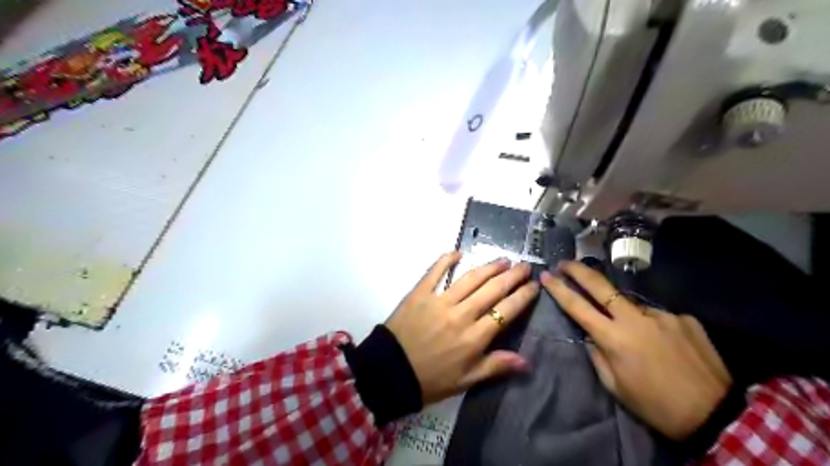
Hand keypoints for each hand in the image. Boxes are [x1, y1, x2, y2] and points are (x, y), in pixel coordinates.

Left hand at [387, 251, 541, 402]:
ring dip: (489, 267)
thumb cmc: (430, 379)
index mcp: (474, 337)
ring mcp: (440, 301)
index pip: (506, 311)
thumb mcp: (465, 381)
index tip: (534, 286)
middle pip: (492, 290)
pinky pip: (435, 272)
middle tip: (524, 266)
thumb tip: (526, 361)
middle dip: (512, 276)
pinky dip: (447, 260)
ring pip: (470, 279)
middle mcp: (461, 314)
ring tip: (503, 260)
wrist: (389, 372)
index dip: (523, 296)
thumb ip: (495, 366)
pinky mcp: (420, 293)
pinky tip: (458, 252)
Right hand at [545, 261, 731, 440]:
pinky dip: (653, 326)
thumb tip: (590, 335)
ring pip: (631, 304)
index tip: (546, 275)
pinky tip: (664, 345)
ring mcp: (662, 315)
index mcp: (614, 338)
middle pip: (600, 286)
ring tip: (637, 338)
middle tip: (565, 263)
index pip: (578, 306)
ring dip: (623, 312)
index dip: (559, 289)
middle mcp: (635, 319)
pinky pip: (658, 317)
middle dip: (578, 271)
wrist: (715, 414)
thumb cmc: (655, 405)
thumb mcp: (615, 386)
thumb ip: (597, 355)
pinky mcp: (684, 318)